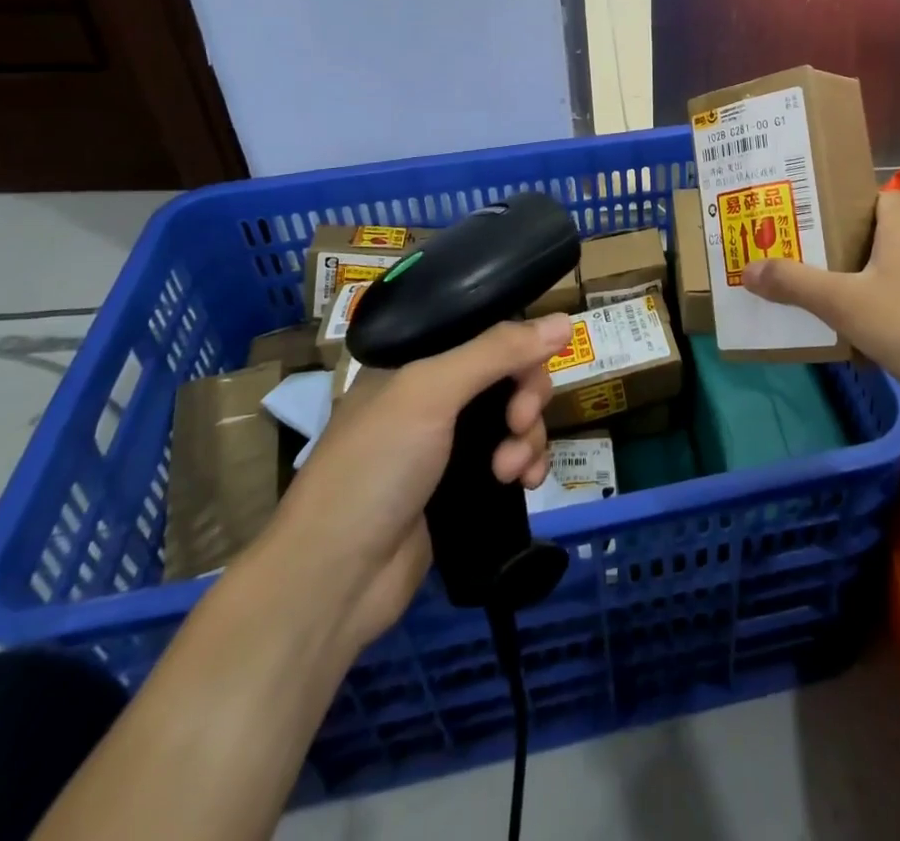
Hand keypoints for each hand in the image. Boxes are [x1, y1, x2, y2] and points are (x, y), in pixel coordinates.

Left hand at [256, 312, 568, 654]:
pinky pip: (513, 458)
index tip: (532, 371)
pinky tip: (526, 485)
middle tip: (519, 424)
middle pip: (508, 374)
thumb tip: (565, 319)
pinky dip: (527, 465)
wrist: (334, 580)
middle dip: (526, 397)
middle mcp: (433, 394)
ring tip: (512, 471)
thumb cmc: (374, 468)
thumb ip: (497, 352)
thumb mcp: (430, 392)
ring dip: (528, 438)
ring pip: (515, 418)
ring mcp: (447, 443)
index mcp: (415, 360)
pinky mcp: (462, 485)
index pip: (485, 332)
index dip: (519, 346)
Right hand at [741, 189, 899, 405]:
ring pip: (893, 269)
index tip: (810, 218)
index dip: (843, 202)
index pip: (874, 195)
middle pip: (878, 233)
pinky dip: (886, 307)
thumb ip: (795, 285)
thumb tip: (747, 269)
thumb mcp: (846, 304)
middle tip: (803, 259)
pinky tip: (867, 335)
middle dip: (842, 246)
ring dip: (863, 280)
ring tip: (825, 297)